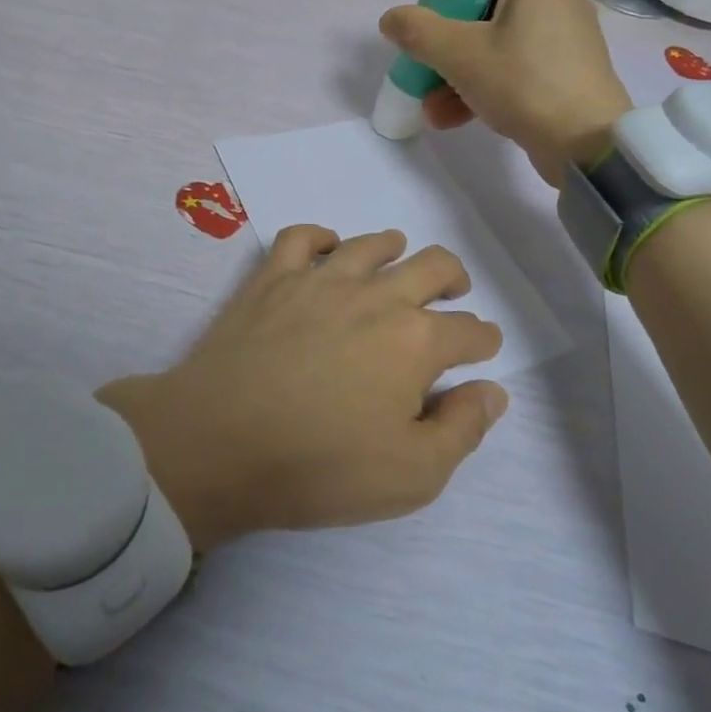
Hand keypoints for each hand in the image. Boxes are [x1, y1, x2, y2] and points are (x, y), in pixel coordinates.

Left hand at [96, 226, 507, 550]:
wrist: (219, 442)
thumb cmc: (320, 466)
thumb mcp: (412, 475)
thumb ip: (461, 429)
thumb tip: (491, 391)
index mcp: (416, 341)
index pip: (469, 331)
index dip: (484, 340)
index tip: (483, 346)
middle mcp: (376, 296)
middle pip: (432, 266)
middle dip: (454, 277)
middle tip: (454, 292)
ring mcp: (321, 279)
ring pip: (371, 244)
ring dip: (396, 247)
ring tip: (399, 257)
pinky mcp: (273, 277)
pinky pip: (302, 236)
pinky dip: (321, 237)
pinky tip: (327, 248)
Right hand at [379, 0, 631, 185]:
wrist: (587, 145)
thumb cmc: (524, 83)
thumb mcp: (460, 55)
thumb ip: (419, 32)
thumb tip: (391, 19)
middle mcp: (555, 0)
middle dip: (448, 31)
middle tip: (427, 51)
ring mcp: (561, 39)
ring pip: (496, 40)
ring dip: (457, 68)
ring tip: (429, 103)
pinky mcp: (562, 73)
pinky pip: (513, 67)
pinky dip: (483, 85)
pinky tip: (449, 118)